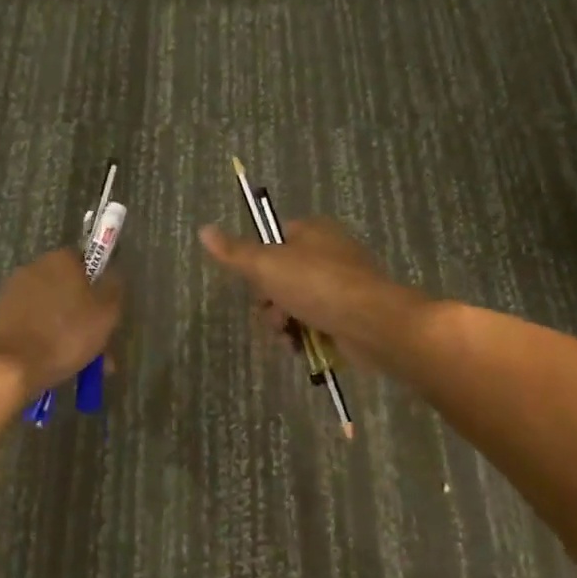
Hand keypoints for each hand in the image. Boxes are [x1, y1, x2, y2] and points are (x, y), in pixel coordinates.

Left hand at [0, 248, 122, 394]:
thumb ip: (113, 288)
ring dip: (65, 328)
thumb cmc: (66, 336)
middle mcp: (34, 267)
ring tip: (79, 362)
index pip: (86, 261)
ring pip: (50, 308)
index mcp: (60, 259)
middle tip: (97, 344)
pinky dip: (44, 336)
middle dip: (83, 313)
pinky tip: (54, 362)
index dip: (98, 285)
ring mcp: (13, 291)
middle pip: (67, 287)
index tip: (105, 311)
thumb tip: (113, 274)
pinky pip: (32, 322)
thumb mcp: (106, 313)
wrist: (11, 368)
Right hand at [198, 218, 414, 367]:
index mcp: (313, 231)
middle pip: (282, 275)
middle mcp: (330, 252)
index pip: (274, 239)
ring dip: (284, 322)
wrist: (373, 323)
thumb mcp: (266, 265)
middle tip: (273, 315)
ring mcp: (343, 284)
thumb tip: (204, 229)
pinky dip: (305, 335)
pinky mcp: (351, 314)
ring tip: (287, 336)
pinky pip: (317, 322)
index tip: (255, 283)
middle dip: (270, 301)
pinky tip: (300, 348)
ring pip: (297, 302)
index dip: (258, 263)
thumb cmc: (317, 285)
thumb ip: (234, 252)